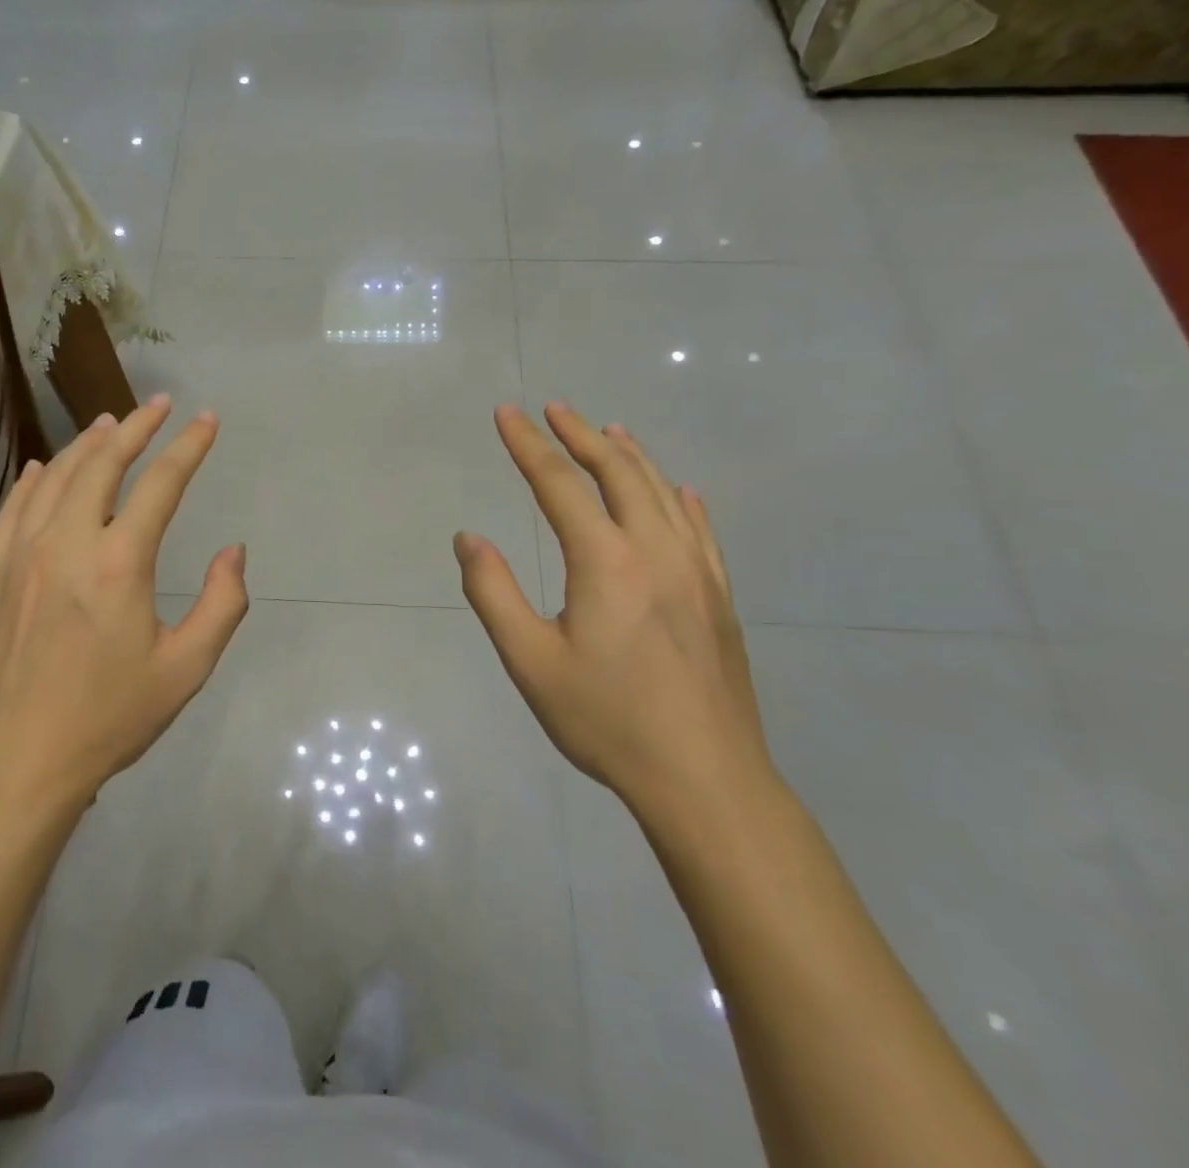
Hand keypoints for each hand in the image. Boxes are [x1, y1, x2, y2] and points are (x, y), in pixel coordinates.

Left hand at [0, 397, 248, 809]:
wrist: (15, 764)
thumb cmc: (108, 719)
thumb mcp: (185, 670)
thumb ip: (221, 605)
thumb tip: (232, 552)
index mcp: (118, 564)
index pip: (161, 484)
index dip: (188, 446)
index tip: (206, 419)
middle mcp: (66, 543)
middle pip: (103, 464)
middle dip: (136, 427)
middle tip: (159, 404)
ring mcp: (21, 555)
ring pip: (56, 478)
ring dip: (87, 444)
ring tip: (110, 423)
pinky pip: (14, 509)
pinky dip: (34, 479)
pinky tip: (44, 467)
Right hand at [454, 403, 769, 812]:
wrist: (706, 780)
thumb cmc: (607, 720)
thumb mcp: (530, 661)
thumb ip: (493, 593)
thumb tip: (469, 538)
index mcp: (605, 561)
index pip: (559, 484)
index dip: (528, 445)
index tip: (507, 413)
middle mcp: (655, 550)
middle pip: (618, 472)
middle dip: (581, 435)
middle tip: (555, 409)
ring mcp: (697, 571)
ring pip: (663, 493)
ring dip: (631, 456)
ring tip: (608, 431)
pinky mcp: (719, 597)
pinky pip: (700, 529)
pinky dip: (681, 499)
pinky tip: (679, 491)